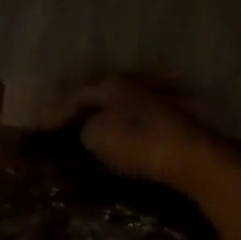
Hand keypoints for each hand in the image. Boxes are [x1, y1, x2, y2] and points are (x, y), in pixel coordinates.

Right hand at [72, 77, 223, 194]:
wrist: (192, 157)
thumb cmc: (138, 143)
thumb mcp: (96, 137)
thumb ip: (83, 129)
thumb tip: (87, 129)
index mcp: (112, 82)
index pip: (77, 94)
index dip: (60, 113)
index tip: (49, 131)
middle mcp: (135, 82)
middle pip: (102, 96)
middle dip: (86, 112)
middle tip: (69, 131)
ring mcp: (158, 98)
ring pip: (124, 107)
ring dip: (109, 121)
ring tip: (95, 140)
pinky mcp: (174, 119)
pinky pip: (140, 120)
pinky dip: (128, 130)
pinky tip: (124, 144)